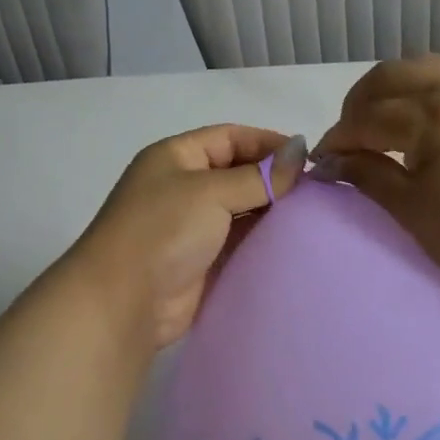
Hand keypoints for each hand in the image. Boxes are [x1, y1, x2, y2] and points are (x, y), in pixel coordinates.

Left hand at [67, 125, 303, 350]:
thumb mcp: (210, 192)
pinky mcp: (204, 260)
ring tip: (312, 214)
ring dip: (272, 210)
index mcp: (177, 157)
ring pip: (242, 208)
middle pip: (238, 171)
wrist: (122, 302)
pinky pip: (241, 241)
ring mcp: (193, 225)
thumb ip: (259, 176)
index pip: (231, 137)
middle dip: (274, 178)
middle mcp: (184, 186)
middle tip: (316, 190)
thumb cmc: (162, 231)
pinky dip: (264, 238)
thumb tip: (300, 151)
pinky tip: (294, 240)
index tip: (307, 159)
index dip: (268, 143)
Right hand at [313, 56, 439, 303]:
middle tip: (347, 140)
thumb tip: (332, 161)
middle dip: (358, 103)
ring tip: (377, 125)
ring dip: (389, 89)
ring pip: (420, 67)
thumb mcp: (410, 208)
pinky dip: (418, 90)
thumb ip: (367, 174)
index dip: (339, 139)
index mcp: (434, 116)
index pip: (369, 117)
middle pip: (390, 75)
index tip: (321, 161)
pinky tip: (412, 123)